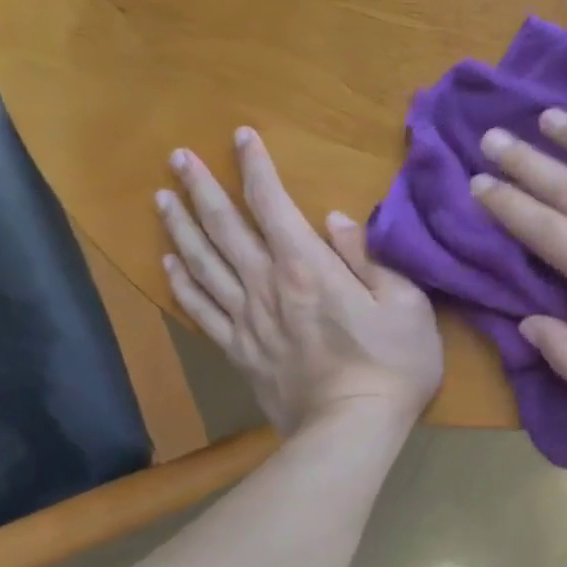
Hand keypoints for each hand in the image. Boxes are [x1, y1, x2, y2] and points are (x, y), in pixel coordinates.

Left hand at [157, 128, 441, 434]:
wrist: (352, 430)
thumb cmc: (392, 364)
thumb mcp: (406, 303)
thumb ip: (369, 258)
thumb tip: (336, 221)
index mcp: (308, 267)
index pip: (272, 204)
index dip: (256, 167)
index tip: (242, 136)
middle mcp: (267, 285)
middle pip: (224, 227)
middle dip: (201, 188)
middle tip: (179, 157)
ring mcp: (247, 320)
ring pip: (203, 263)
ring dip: (181, 227)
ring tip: (161, 198)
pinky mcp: (238, 351)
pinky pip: (201, 310)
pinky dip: (181, 283)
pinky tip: (167, 263)